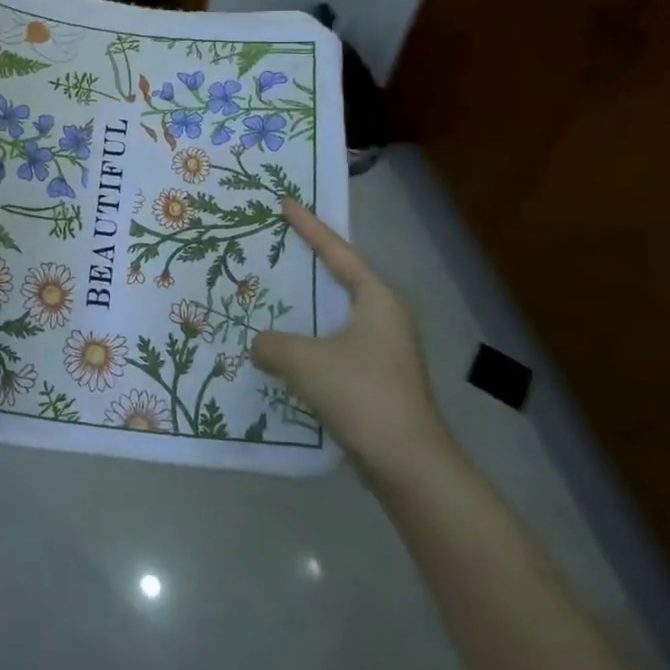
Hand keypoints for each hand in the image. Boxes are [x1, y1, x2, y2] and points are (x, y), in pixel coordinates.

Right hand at [251, 198, 457, 484]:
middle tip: (276, 244)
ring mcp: (385, 351)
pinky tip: (285, 350)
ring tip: (272, 296)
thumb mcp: (304, 361)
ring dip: (306, 308)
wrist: (409, 466)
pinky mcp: (378, 380)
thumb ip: (272, 344)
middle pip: (340, 279)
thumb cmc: (361, 395)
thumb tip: (260, 344)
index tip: (286, 203)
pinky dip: (311, 340)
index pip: (337, 251)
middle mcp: (385, 318)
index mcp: (376, 300)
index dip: (309, 226)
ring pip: (336, 316)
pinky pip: (335, 345)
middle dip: (308, 263)